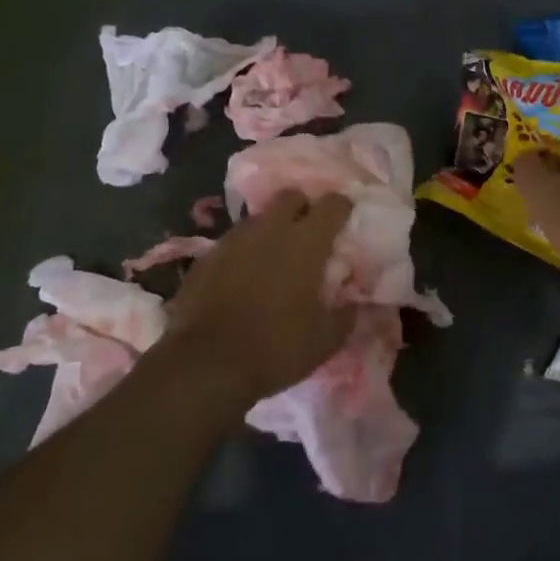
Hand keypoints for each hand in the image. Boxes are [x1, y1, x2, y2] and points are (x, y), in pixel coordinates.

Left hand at [167, 191, 355, 404]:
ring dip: (272, 230)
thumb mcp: (325, 340)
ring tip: (275, 259)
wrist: (205, 364)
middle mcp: (271, 229)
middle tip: (309, 236)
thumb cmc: (276, 348)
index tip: (345, 222)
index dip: (342, 208)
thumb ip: (346, 315)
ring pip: (260, 218)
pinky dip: (244, 252)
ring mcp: (234, 239)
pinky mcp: (206, 256)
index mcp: (307, 242)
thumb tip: (354, 303)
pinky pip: (233, 241)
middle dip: (304, 208)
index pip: (333, 204)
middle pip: (292, 196)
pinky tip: (243, 278)